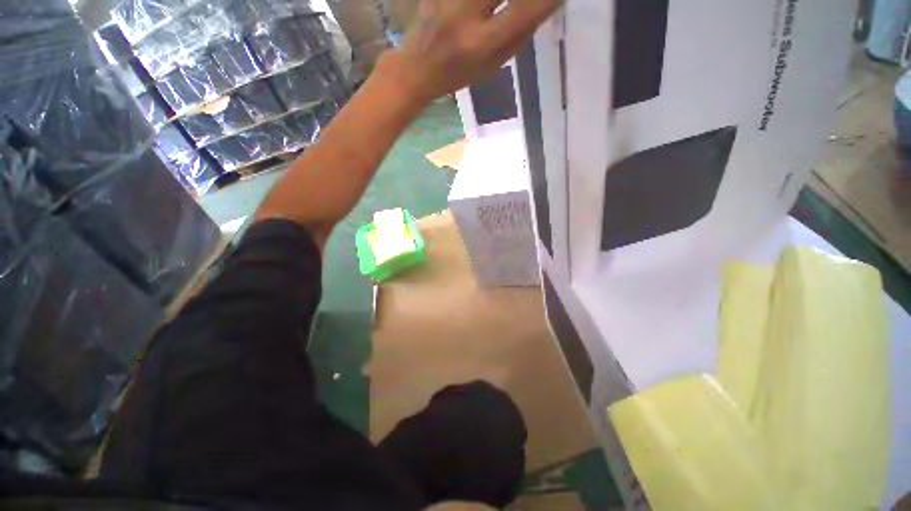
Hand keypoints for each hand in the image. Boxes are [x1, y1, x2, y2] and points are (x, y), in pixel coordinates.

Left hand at [380, 0, 561, 104]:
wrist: (417, 68)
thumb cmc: (458, 74)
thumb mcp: (492, 66)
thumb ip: (519, 33)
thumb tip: (548, 2)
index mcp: (481, 44)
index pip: (525, 10)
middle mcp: (465, 12)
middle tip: (540, 0)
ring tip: (499, 10)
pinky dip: (486, 0)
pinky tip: (486, 7)